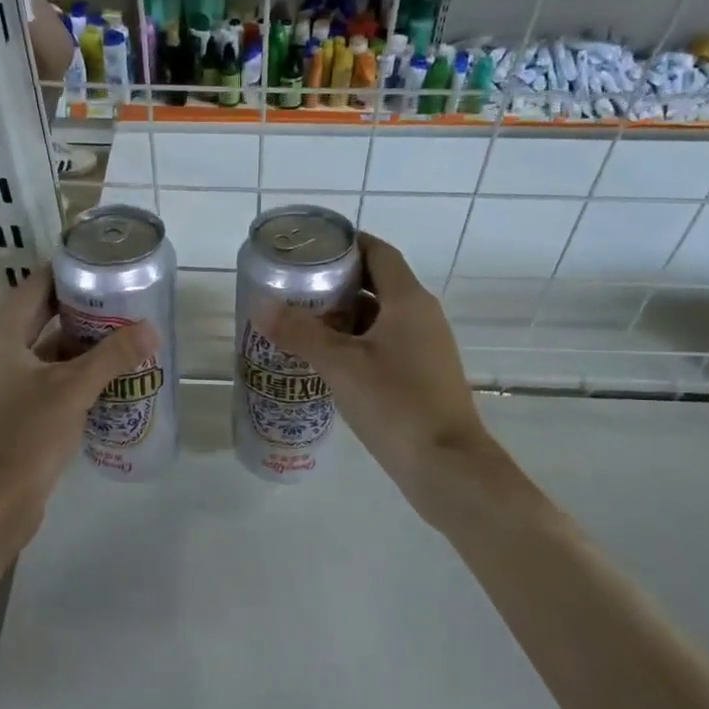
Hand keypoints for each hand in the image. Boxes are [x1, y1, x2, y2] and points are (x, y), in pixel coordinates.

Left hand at [0, 271, 155, 560]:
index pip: (35, 285)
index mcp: (1, 336)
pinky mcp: (13, 410)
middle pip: (41, 316)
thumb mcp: (73, 390)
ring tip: (124, 334)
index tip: (106, 266)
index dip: (69, 272)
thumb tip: (151, 327)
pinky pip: (46, 378)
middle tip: (124, 301)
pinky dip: (73, 373)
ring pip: (46, 350)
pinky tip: (107, 376)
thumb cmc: (27, 437)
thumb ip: (112, 356)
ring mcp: (2, 384)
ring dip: (81, 344)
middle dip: (82, 309)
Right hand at [264, 235, 510, 521]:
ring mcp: (425, 348)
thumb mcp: (340, 365)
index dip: (346, 244)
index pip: (378, 253)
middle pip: (377, 284)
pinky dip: (355, 344)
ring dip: (343, 317)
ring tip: (300, 323)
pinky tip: (326, 362)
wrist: (446, 465)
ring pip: (379, 318)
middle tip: (294, 289)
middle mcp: (422, 317)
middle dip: (336, 283)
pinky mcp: (421, 377)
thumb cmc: (395, 403)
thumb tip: (261, 306)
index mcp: (409, 301)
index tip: (309, 248)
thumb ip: (300, 333)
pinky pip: (384, 346)